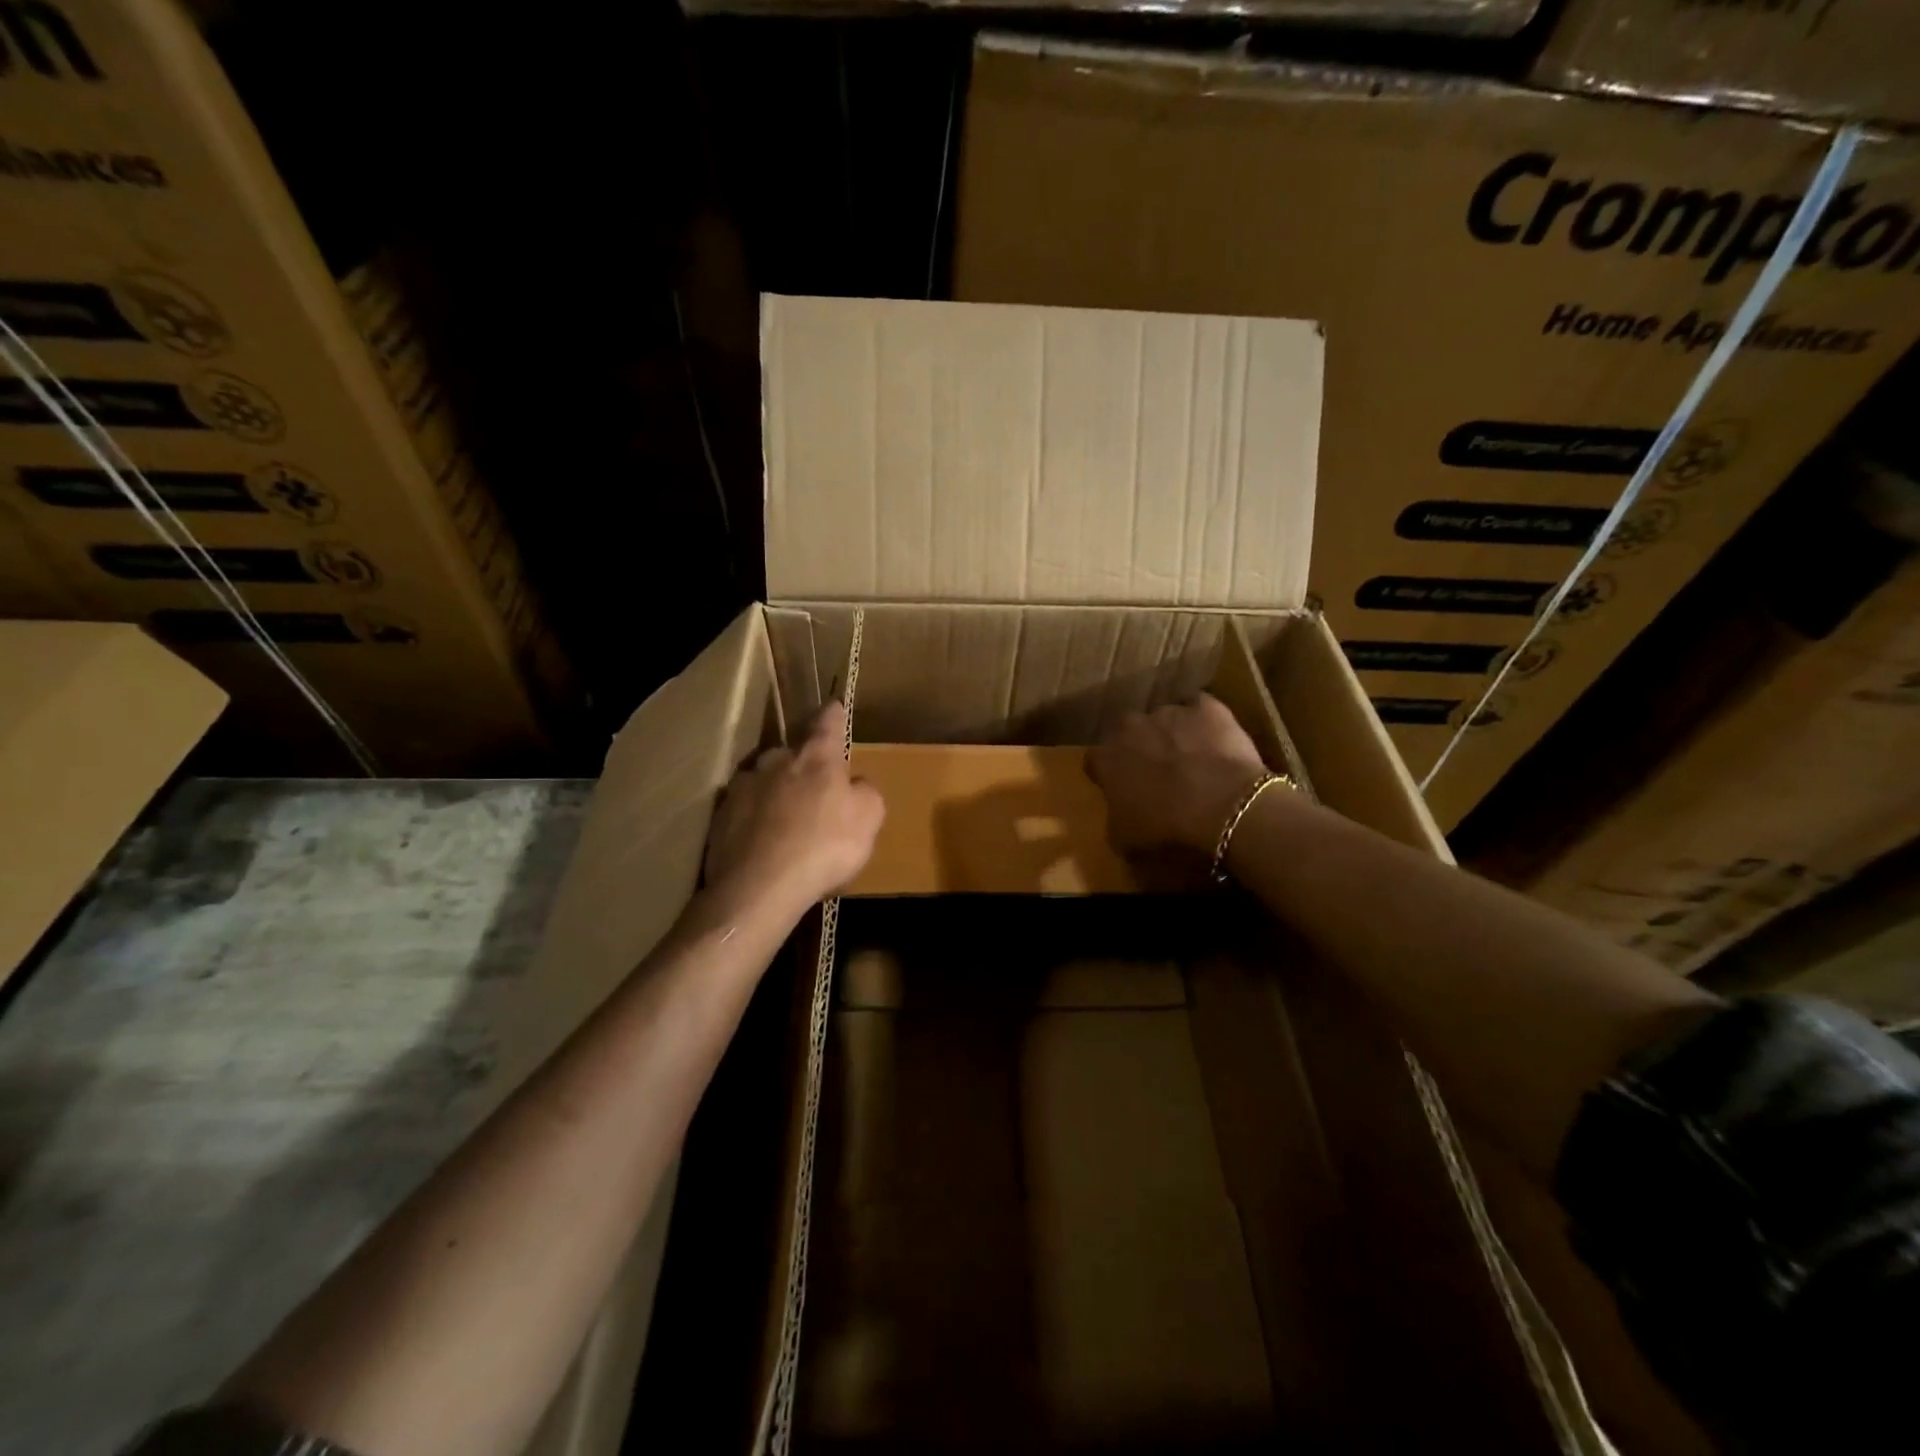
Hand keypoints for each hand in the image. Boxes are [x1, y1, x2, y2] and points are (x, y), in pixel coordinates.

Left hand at [704, 701, 885, 911]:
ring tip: (783, 820)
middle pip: (790, 752)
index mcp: (816, 758)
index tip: (834, 706)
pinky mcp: (720, 817)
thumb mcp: (868, 820)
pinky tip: (760, 843)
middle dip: (801, 764)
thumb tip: (855, 784)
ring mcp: (743, 788)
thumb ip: (866, 793)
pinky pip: (742, 811)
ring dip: (774, 792)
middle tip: (812, 788)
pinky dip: (753, 820)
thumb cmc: (825, 847)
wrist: (760, 888)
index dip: (833, 715)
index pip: (827, 724)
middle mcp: (776, 762)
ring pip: (763, 780)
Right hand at [1087, 695, 1267, 855]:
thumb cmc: (1166, 827)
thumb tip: (1118, 818)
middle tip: (1157, 772)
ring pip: (1165, 719)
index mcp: (1106, 757)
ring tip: (1192, 759)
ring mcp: (1169, 712)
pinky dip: (1205, 723)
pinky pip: (1201, 709)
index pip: (1095, 759)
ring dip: (1172, 734)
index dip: (1108, 774)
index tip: (1120, 788)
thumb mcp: (1126, 840)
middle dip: (1138, 747)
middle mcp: (1130, 726)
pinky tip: (1216, 743)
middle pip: (1127, 731)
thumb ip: (1114, 821)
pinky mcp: (1207, 706)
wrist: (1222, 806)